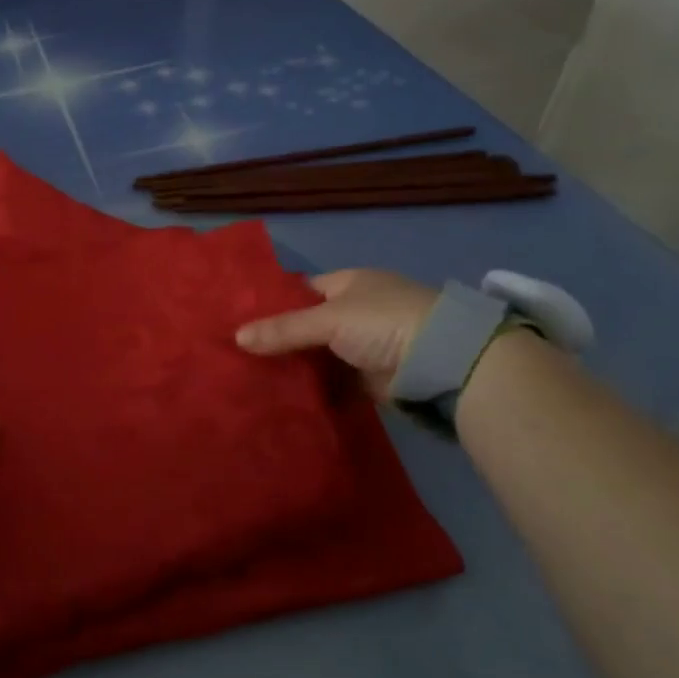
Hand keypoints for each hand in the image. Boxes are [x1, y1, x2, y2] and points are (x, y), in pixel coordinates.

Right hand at [235, 268, 438, 401]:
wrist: (442, 361)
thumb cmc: (383, 322)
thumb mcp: (328, 319)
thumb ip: (283, 329)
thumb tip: (237, 337)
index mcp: (348, 283)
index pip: (300, 291)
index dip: (272, 304)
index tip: (240, 321)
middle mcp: (355, 311)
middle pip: (306, 325)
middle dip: (278, 339)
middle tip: (239, 354)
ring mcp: (363, 344)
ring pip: (318, 354)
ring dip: (294, 366)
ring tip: (252, 377)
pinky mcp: (369, 376)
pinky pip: (332, 380)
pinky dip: (313, 387)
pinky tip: (282, 394)